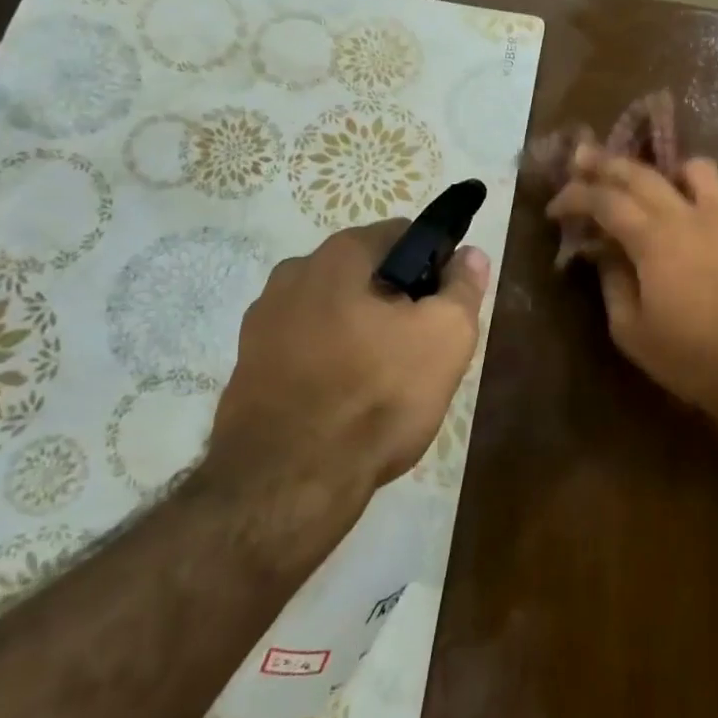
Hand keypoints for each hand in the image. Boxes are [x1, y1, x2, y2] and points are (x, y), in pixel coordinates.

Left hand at [207, 222, 489, 544]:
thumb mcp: (445, 337)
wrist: (287, 482)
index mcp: (341, 254)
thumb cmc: (377, 394)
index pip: (403, 235)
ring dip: (359, 331)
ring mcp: (263, 319)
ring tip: (380, 382)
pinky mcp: (247, 364)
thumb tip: (470, 254)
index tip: (444, 308)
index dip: (434, 265)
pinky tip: (341, 401)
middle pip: (366, 273)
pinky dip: (326, 361)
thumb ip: (463, 287)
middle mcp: (294, 272)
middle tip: (418, 350)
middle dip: (395, 301)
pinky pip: (304, 346)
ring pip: (333, 311)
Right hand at [546, 151, 717, 427]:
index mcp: (654, 239)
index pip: (605, 200)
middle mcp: (686, 215)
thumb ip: (613, 283)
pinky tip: (688, 204)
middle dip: (604, 163)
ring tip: (644, 182)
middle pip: (640, 173)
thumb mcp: (631, 331)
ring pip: (689, 168)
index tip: (555, 208)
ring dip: (659, 167)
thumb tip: (604, 252)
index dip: (575, 197)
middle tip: (580, 159)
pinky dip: (696, 184)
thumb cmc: (692, 357)